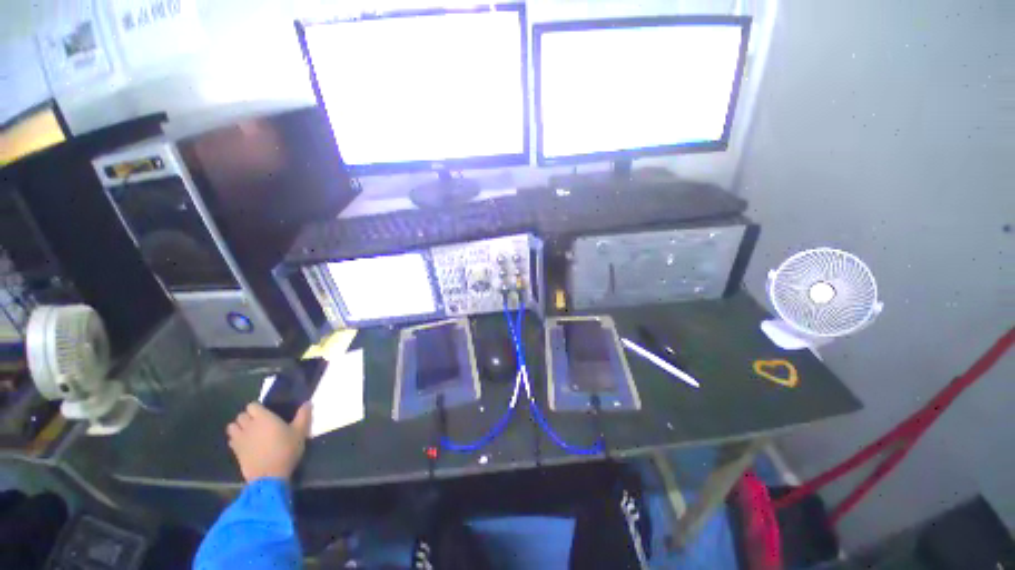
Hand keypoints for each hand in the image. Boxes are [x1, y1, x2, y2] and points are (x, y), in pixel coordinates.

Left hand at [226, 402, 311, 481]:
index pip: (252, 406)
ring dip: (239, 427)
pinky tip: (246, 444)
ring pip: (232, 427)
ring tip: (249, 432)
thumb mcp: (300, 432)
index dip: (257, 408)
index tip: (266, 412)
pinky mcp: (235, 451)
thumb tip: (307, 403)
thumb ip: (303, 415)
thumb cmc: (286, 449)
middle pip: (241, 416)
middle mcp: (249, 425)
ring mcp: (240, 439)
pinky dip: (236, 439)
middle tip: (259, 423)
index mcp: (263, 417)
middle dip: (247, 417)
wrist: (269, 475)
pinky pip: (231, 440)